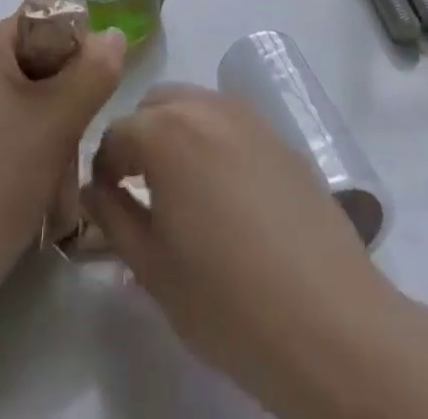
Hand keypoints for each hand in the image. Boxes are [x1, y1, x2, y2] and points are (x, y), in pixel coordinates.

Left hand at [0, 15, 124, 288]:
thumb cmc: (5, 173)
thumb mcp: (59, 119)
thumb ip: (94, 71)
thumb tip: (115, 35)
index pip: (44, 15)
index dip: (77, 36)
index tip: (97, 73)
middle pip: (43, 50)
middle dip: (72, 78)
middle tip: (87, 113)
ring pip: (38, 84)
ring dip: (63, 108)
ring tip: (72, 144)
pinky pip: (24, 110)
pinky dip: (46, 127)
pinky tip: (56, 161)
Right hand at [82, 85, 400, 411]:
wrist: (330, 322)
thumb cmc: (227, 300)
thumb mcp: (153, 269)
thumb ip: (114, 218)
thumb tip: (97, 190)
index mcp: (165, 131)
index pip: (115, 133)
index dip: (104, 168)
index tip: (107, 203)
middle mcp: (205, 106)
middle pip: (155, 105)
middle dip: (140, 139)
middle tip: (143, 192)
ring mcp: (249, 116)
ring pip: (195, 106)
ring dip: (177, 134)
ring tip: (185, 192)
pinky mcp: (281, 136)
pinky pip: (231, 123)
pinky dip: (214, 142)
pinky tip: (228, 195)